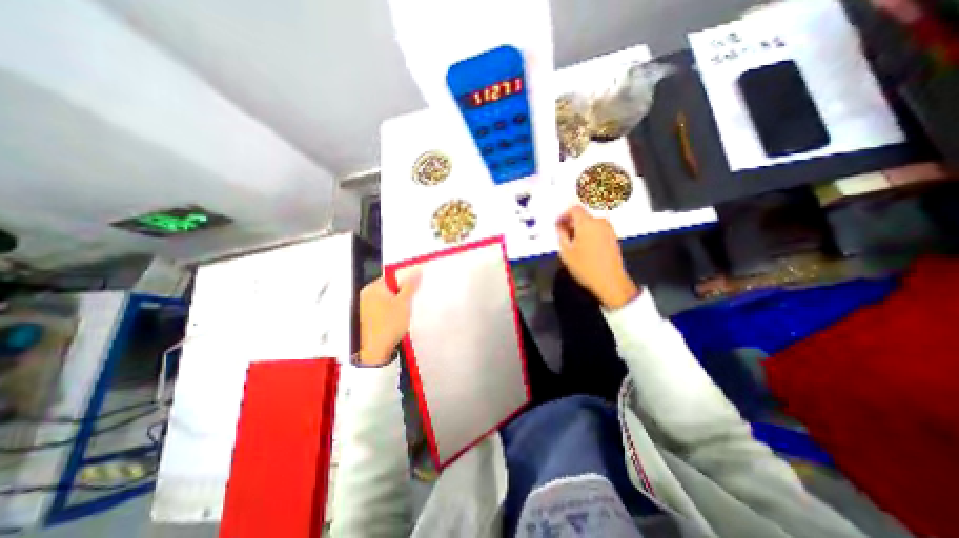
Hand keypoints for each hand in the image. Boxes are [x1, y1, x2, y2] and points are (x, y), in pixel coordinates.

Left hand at [357, 273, 420, 366]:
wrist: (376, 351)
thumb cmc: (390, 324)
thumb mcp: (404, 303)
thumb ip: (410, 285)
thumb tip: (417, 270)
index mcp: (373, 287)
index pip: (392, 276)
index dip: (405, 280)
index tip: (415, 287)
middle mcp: (366, 294)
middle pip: (389, 287)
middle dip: (402, 291)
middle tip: (412, 299)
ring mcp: (365, 306)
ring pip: (386, 298)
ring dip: (397, 301)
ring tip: (406, 309)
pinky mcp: (367, 317)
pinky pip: (382, 307)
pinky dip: (391, 309)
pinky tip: (398, 317)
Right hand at [555, 204, 634, 308]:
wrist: (610, 281)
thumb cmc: (586, 267)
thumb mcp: (566, 252)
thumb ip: (561, 235)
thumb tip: (560, 227)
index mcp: (587, 223)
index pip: (574, 209)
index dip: (563, 215)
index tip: (557, 224)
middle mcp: (599, 222)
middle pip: (582, 215)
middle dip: (571, 222)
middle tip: (562, 233)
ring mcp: (608, 229)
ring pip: (590, 222)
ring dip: (579, 228)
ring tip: (571, 242)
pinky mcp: (613, 237)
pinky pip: (597, 229)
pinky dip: (588, 232)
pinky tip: (583, 246)